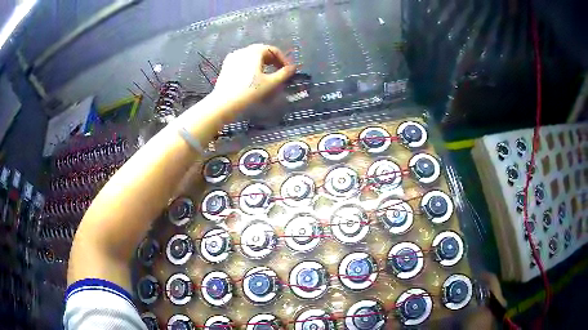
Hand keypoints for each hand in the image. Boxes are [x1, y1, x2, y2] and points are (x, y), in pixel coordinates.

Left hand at [211, 44, 295, 104]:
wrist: (224, 103)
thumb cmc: (249, 92)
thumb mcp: (270, 83)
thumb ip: (284, 74)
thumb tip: (293, 68)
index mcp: (254, 52)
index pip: (273, 50)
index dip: (283, 59)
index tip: (288, 70)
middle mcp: (243, 50)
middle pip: (262, 51)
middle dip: (273, 59)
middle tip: (279, 71)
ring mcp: (233, 57)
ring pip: (252, 56)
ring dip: (262, 62)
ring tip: (268, 73)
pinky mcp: (226, 66)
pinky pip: (243, 61)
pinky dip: (251, 65)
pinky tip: (253, 76)